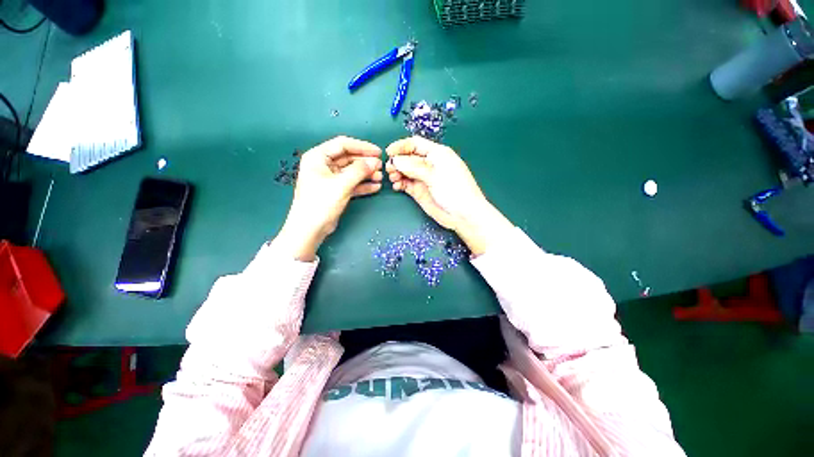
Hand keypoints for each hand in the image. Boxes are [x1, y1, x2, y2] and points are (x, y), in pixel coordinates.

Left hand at [276, 136, 382, 260]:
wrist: (310, 229)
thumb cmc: (321, 203)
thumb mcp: (341, 184)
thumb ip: (359, 171)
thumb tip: (375, 161)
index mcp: (318, 157)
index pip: (342, 144)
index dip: (362, 147)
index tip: (378, 152)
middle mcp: (323, 165)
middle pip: (349, 158)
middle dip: (365, 162)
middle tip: (381, 166)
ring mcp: (330, 179)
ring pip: (352, 172)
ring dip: (366, 174)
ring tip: (380, 177)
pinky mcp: (336, 191)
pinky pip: (352, 184)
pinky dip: (363, 185)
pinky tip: (375, 187)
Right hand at [385, 136, 512, 254]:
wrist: (463, 215)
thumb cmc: (454, 190)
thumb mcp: (434, 174)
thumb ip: (414, 167)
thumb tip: (395, 160)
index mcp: (437, 154)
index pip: (415, 144)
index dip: (401, 146)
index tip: (389, 152)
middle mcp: (429, 164)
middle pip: (408, 157)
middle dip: (397, 161)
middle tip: (390, 169)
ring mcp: (424, 178)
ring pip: (405, 170)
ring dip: (397, 172)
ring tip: (393, 178)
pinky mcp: (420, 191)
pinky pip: (406, 183)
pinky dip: (400, 183)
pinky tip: (397, 186)